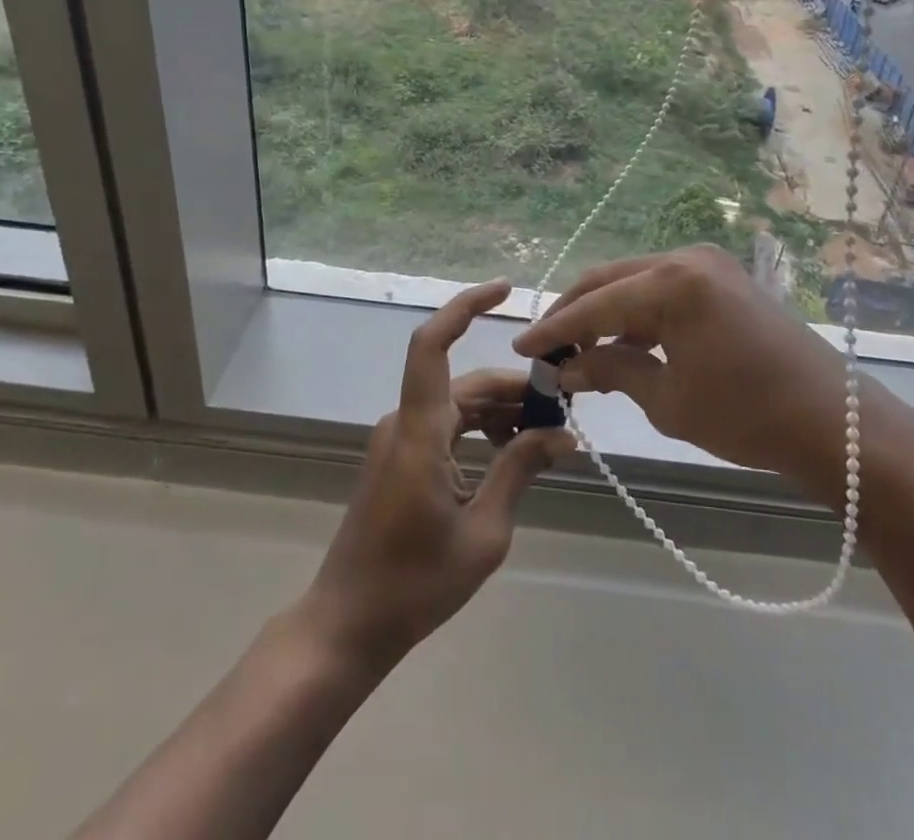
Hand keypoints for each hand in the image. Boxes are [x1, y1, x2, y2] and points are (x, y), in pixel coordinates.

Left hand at [303, 279, 571, 668]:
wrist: (348, 623)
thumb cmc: (414, 584)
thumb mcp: (483, 533)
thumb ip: (519, 472)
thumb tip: (562, 436)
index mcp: (420, 431)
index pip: (432, 344)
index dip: (465, 307)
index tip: (505, 290)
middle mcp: (405, 422)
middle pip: (465, 382)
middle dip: (515, 389)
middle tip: (564, 410)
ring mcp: (399, 439)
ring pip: (458, 404)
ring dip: (501, 413)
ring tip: (548, 438)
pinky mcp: (400, 457)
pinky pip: (447, 426)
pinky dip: (481, 431)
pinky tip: (513, 454)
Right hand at [514, 245, 880, 490]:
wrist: (833, 423)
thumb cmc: (746, 416)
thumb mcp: (667, 400)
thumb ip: (611, 372)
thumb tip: (566, 369)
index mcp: (671, 282)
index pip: (595, 304)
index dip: (554, 328)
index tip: (522, 347)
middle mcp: (686, 258)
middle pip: (611, 280)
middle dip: (574, 313)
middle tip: (546, 347)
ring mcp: (708, 265)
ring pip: (636, 282)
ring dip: (605, 313)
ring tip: (579, 351)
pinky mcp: (723, 280)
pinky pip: (664, 289)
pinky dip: (638, 314)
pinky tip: (623, 344)